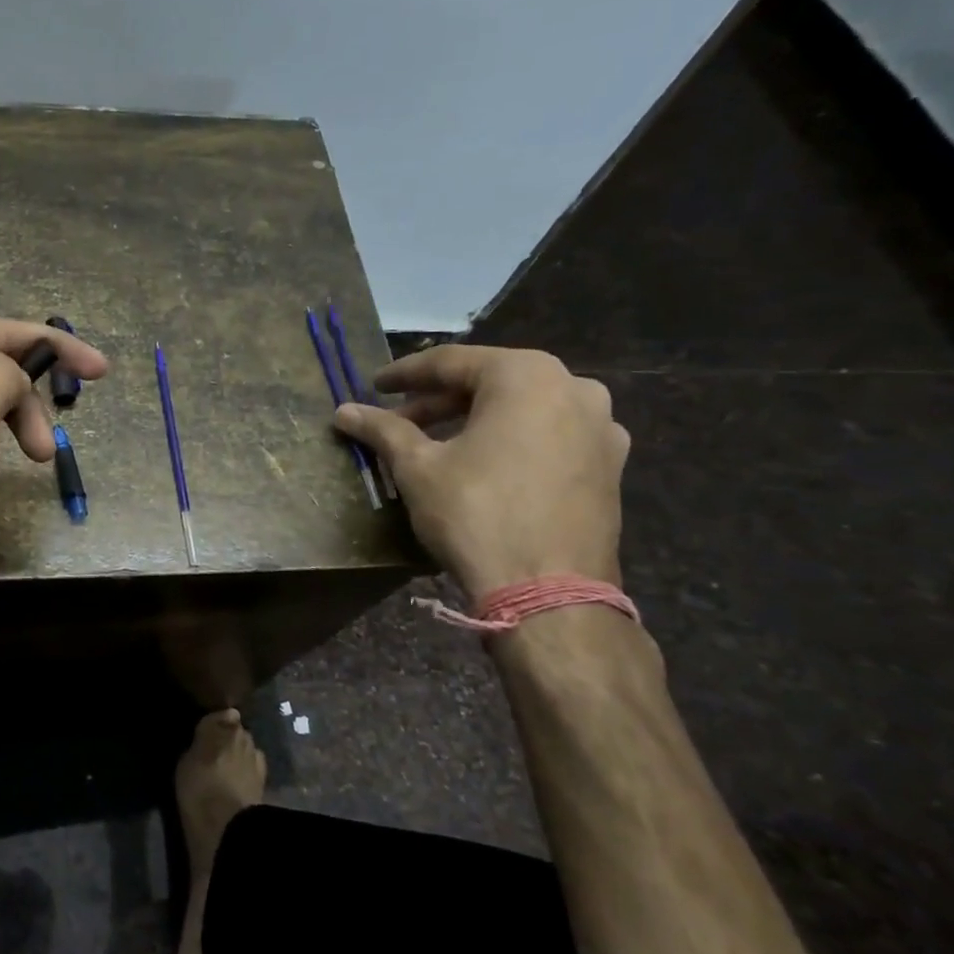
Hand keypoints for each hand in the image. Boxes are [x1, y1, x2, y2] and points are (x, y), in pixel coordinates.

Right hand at [333, 345, 628, 599]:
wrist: (549, 591)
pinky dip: (511, 440)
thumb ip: (383, 430)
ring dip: (475, 420)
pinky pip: (549, 436)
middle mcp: (573, 388)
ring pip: (522, 409)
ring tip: (437, 444)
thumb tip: (344, 411)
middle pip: (490, 383)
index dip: (404, 374)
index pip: (451, 362)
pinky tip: (486, 464)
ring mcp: (601, 427)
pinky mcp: (610, 465)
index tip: (373, 386)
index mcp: (526, 376)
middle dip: (439, 401)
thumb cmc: (476, 514)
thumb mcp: (418, 468)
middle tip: (398, 421)